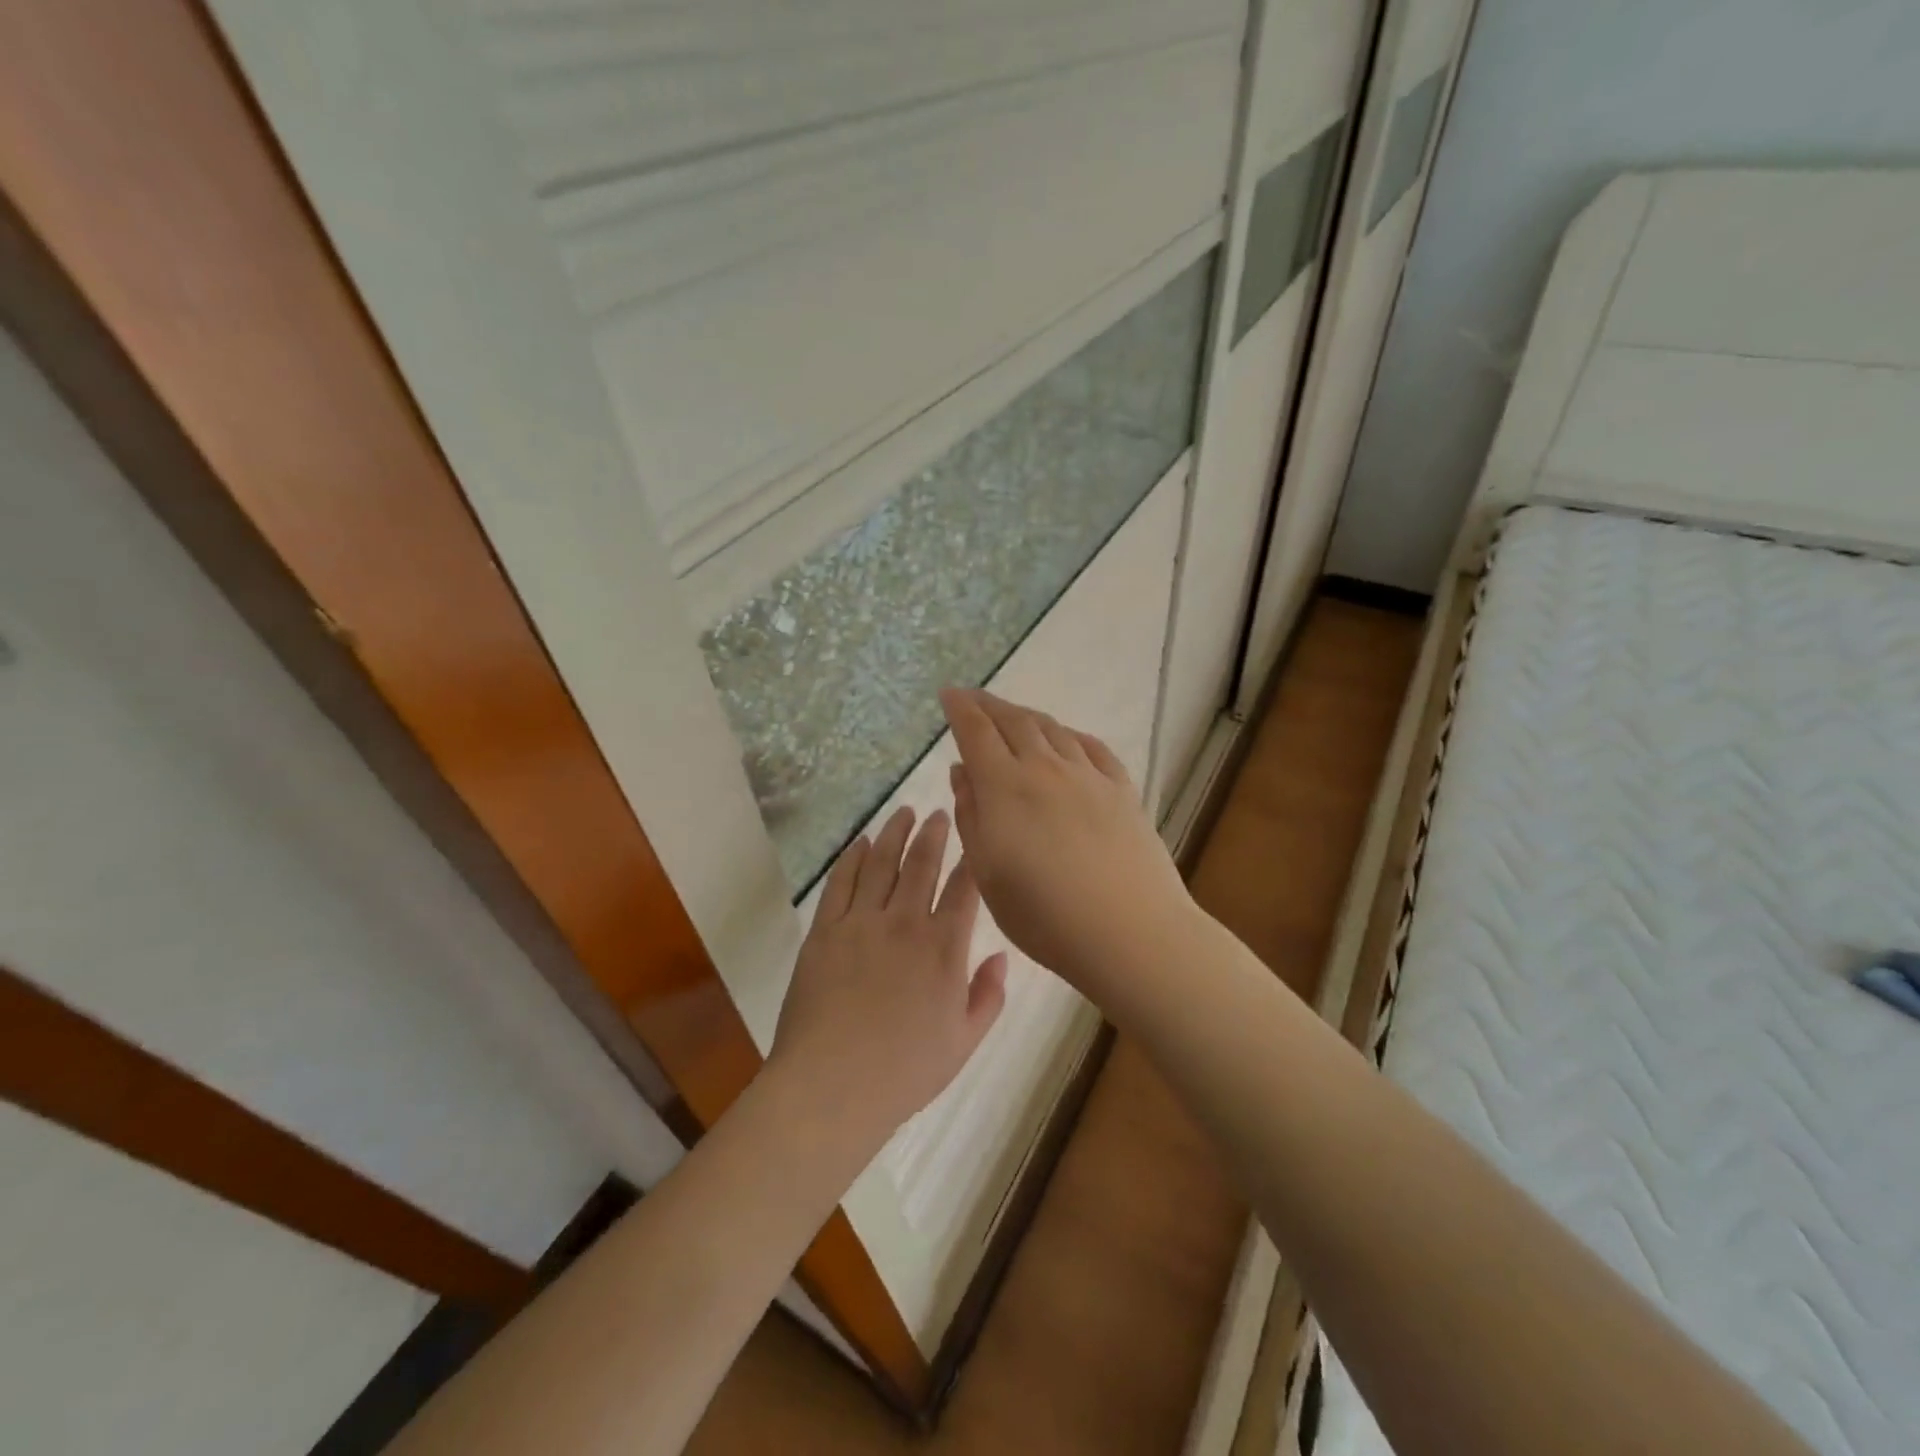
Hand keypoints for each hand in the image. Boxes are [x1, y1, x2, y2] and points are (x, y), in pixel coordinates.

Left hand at [769, 807, 1007, 1147]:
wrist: (831, 1085)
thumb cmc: (905, 1071)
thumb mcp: (964, 1042)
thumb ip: (988, 995)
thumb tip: (1001, 956)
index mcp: (943, 948)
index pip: (963, 889)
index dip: (971, 859)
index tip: (975, 837)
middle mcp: (904, 923)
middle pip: (922, 864)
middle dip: (934, 833)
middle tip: (938, 811)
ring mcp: (860, 923)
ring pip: (881, 863)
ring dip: (894, 833)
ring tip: (903, 812)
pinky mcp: (825, 930)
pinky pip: (840, 883)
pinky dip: (851, 858)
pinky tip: (860, 843)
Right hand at [939, 688, 1194, 999]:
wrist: (1129, 931)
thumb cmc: (1044, 914)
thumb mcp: (988, 872)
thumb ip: (971, 815)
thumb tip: (962, 771)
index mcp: (1005, 786)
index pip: (976, 732)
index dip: (959, 709)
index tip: (948, 694)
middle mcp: (1045, 768)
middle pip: (1014, 721)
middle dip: (988, 705)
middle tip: (973, 699)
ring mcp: (1088, 776)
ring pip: (1052, 729)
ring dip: (1026, 716)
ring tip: (1014, 716)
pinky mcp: (1121, 790)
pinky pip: (1091, 747)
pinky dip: (1069, 735)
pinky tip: (1066, 739)